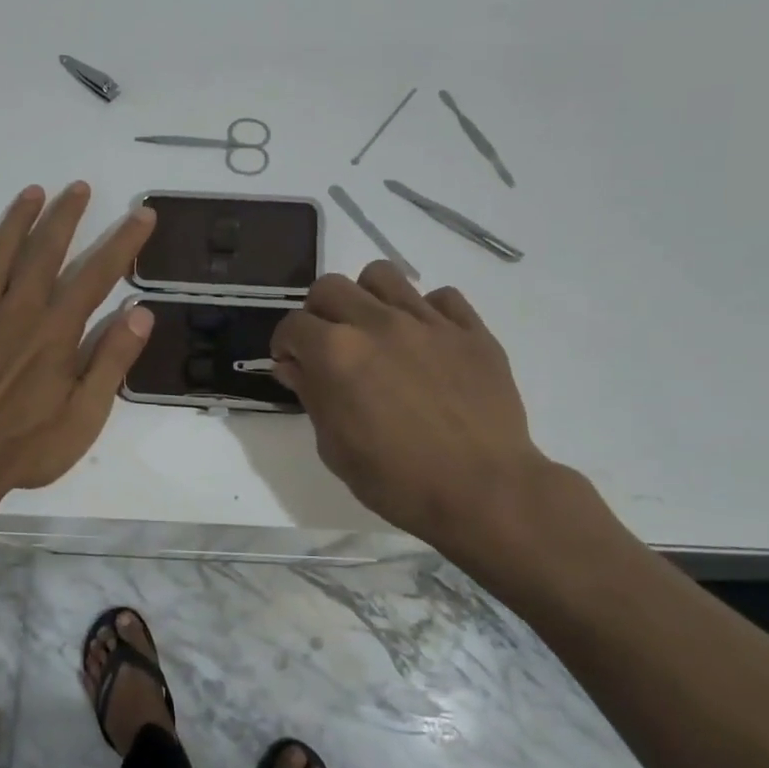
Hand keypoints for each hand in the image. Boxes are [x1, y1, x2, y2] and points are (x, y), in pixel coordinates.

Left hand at [0, 183, 156, 493]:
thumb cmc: (26, 446)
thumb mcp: (85, 415)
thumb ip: (112, 361)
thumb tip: (141, 314)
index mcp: (55, 331)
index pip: (97, 274)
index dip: (123, 242)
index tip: (141, 213)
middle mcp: (18, 310)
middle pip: (44, 251)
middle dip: (65, 216)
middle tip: (78, 187)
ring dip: (15, 221)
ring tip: (31, 192)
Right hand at [270, 262, 550, 558]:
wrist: (483, 492)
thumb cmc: (397, 481)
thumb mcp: (335, 448)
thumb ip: (311, 396)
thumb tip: (293, 366)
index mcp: (336, 352)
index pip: (292, 325)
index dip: (285, 345)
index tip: (291, 365)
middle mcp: (377, 323)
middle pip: (330, 287)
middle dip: (318, 312)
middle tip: (328, 345)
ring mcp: (427, 322)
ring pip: (382, 275)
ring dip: (367, 298)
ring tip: (375, 330)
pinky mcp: (470, 330)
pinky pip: (442, 297)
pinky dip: (426, 312)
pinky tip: (426, 342)